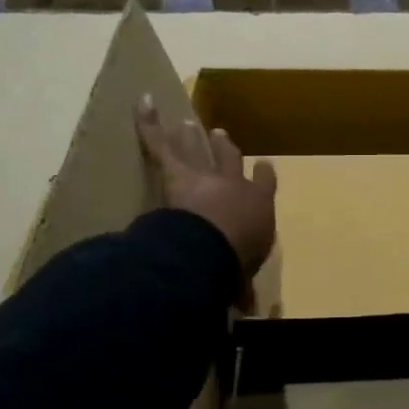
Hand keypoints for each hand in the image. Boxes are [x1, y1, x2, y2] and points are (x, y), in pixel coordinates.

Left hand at [136, 96, 276, 303]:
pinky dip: (148, 122)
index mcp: (258, 209)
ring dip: (193, 136)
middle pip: (230, 161)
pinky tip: (143, 100)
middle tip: (219, 134)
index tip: (265, 166)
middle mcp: (235, 185)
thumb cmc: (233, 265)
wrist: (211, 249)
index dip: (263, 176)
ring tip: (190, 122)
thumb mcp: (241, 280)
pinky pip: (159, 144)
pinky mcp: (176, 171)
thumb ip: (239, 286)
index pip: (263, 186)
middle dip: (225, 148)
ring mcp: (205, 174)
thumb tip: (245, 308)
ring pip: (198, 150)